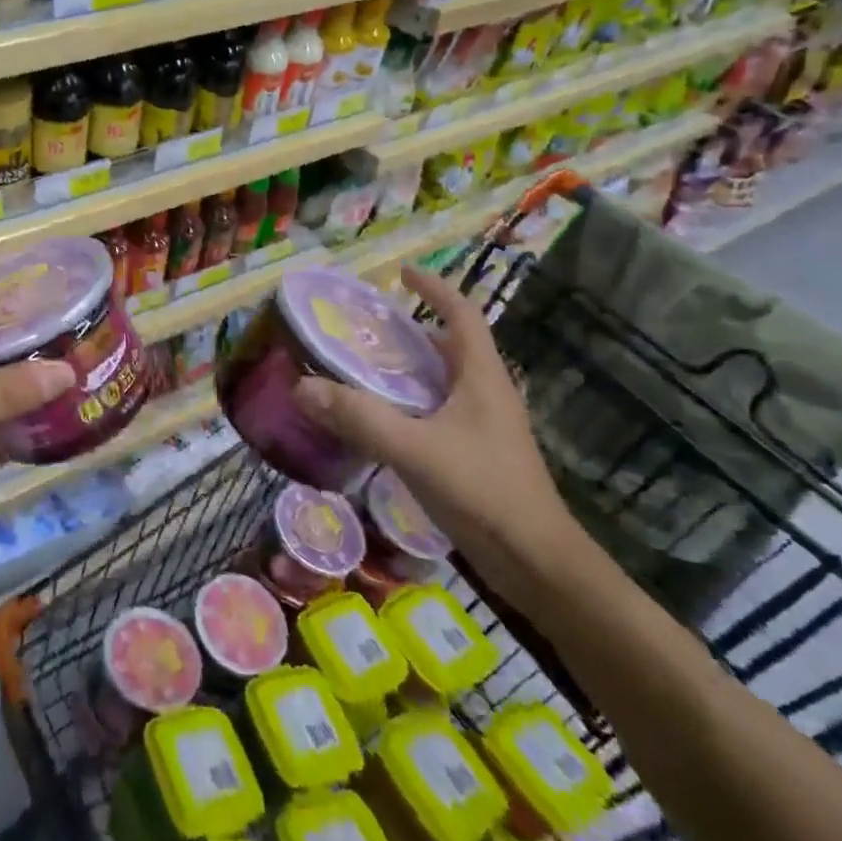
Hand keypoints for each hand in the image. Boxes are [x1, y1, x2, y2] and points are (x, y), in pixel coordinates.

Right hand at [293, 264, 586, 605]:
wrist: (539, 566)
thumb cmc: (484, 493)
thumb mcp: (416, 450)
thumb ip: (359, 418)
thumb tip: (302, 387)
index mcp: (482, 377)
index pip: (462, 315)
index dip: (434, 289)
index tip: (401, 274)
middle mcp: (487, 393)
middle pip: (449, 345)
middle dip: (409, 330)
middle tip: (362, 326)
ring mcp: (484, 426)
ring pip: (442, 380)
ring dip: (406, 368)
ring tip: (361, 366)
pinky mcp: (476, 454)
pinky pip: (437, 411)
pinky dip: (408, 402)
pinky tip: (379, 418)